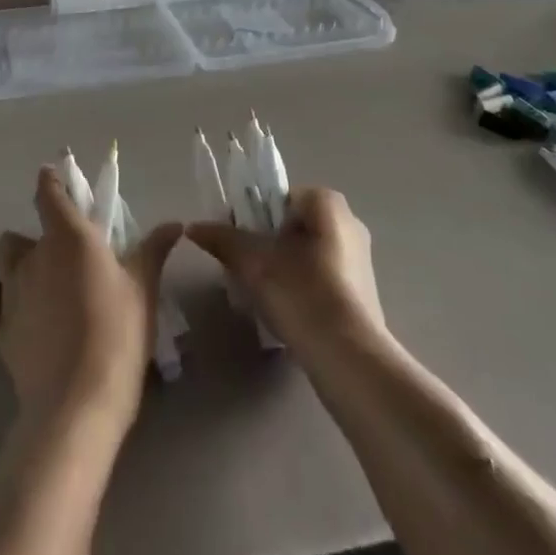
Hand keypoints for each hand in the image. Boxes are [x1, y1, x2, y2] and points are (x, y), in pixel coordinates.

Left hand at [0, 166, 180, 432]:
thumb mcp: (143, 289)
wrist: (78, 401)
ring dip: (16, 262)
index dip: (49, 182)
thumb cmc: (118, 334)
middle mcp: (34, 256)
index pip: (49, 195)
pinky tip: (10, 306)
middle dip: (37, 238)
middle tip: (65, 258)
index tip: (51, 175)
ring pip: (3, 260)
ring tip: (39, 280)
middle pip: (22, 233)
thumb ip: (154, 250)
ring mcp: (10, 291)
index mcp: (69, 237)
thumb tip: (174, 223)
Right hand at [187, 188, 385, 355]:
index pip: (279, 197)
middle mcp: (349, 223)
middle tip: (243, 267)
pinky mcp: (361, 292)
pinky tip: (285, 311)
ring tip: (260, 293)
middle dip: (265, 243)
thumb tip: (194, 227)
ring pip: (305, 252)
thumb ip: (224, 239)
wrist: (348, 358)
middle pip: (292, 225)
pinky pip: (321, 277)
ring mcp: (359, 259)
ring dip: (280, 267)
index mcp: (328, 204)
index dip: (252, 214)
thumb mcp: (253, 263)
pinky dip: (300, 286)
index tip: (236, 240)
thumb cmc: (302, 293)